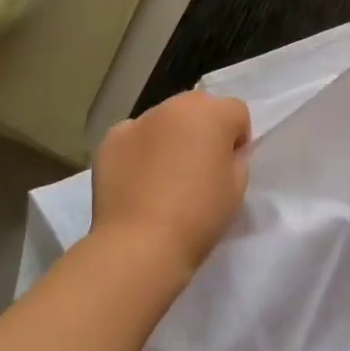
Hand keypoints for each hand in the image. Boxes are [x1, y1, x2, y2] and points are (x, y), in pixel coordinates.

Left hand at [91, 91, 250, 277]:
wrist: (140, 244)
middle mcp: (177, 105)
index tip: (228, 166)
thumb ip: (236, 158)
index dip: (236, 138)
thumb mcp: (238, 187)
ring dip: (170, 136)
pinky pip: (133, 136)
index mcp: (214, 113)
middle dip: (203, 129)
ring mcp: (140, 120)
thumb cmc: (199, 215)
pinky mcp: (111, 139)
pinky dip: (138, 150)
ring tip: (164, 175)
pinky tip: (137, 180)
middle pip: (199, 107)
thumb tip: (224, 153)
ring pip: (165, 120)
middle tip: (198, 167)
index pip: (236, 112)